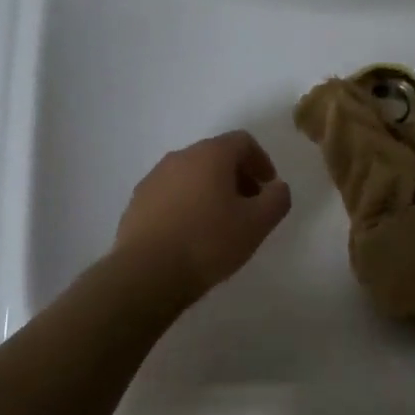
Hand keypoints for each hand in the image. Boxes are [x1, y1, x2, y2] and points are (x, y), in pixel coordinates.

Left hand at [115, 131, 291, 296]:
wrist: (147, 273)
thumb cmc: (208, 242)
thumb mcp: (257, 224)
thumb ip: (277, 199)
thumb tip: (277, 187)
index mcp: (210, 154)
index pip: (243, 141)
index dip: (261, 161)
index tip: (268, 187)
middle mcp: (180, 157)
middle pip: (216, 156)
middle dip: (237, 176)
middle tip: (248, 206)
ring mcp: (154, 178)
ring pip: (191, 175)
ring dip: (211, 190)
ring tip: (220, 223)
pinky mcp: (137, 202)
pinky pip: (171, 193)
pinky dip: (187, 204)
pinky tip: (191, 234)